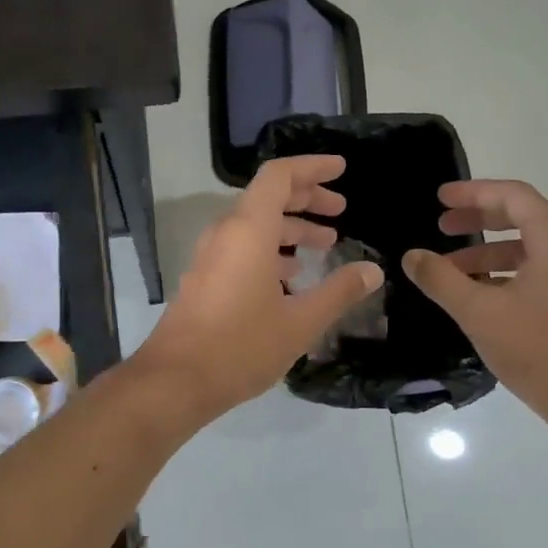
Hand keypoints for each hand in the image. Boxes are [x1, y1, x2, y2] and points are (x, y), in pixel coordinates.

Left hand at [136, 156, 384, 420]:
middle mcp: (226, 233)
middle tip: (340, 210)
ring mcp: (211, 255)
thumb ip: (339, 291)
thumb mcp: (301, 321)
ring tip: (325, 244)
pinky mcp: (205, 277)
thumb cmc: (242, 345)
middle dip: (307, 198)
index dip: (312, 167)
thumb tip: (372, 270)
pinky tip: (292, 277)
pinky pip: (241, 247)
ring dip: (290, 227)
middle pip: (268, 197)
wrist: (175, 380)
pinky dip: (270, 249)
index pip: (279, 176)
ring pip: (255, 225)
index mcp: (249, 230)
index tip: (341, 169)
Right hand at [402, 179, 547, 437]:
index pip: (514, 197)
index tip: (440, 198)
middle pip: (521, 218)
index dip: (474, 192)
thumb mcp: (479, 313)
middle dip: (478, 219)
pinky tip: (476, 295)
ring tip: (448, 269)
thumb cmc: (538, 351)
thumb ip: (441, 280)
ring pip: (526, 249)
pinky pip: (534, 273)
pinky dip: (502, 274)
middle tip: (442, 226)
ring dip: (486, 252)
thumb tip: (412, 256)